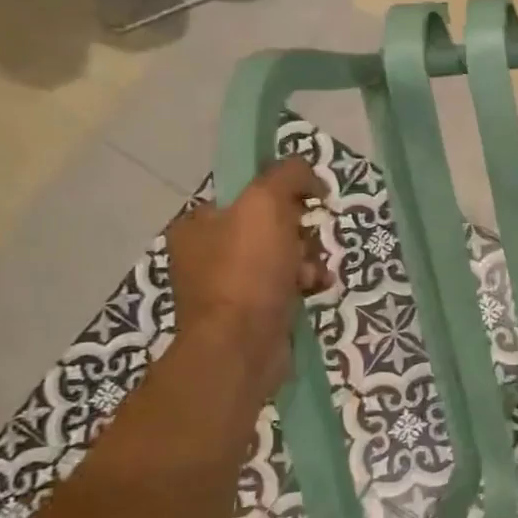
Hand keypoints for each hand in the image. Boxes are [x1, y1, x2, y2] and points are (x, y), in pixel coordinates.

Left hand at [167, 156, 332, 392]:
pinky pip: (288, 287)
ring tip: (315, 274)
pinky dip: (307, 285)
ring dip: (309, 260)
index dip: (283, 195)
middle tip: (309, 243)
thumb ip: (287, 176)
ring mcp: (230, 286)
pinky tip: (317, 289)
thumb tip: (308, 172)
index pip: (248, 194)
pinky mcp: (253, 313)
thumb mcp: (266, 204)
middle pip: (271, 225)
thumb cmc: (248, 271)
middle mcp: (208, 253)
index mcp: (200, 223)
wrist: (242, 345)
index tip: (308, 204)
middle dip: (301, 233)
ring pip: (285, 257)